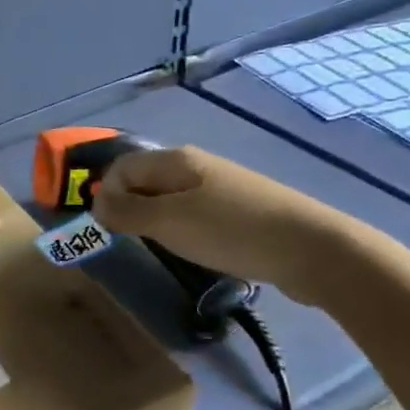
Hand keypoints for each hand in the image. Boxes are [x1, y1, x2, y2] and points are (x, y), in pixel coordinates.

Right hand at [90, 145, 364, 306]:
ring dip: (157, 220)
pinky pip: (196, 212)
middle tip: (133, 240)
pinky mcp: (241, 210)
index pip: (121, 167)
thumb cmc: (231, 231)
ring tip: (164, 247)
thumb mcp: (168, 222)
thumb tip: (96, 204)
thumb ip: (126, 212)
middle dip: (129, 207)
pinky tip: (198, 249)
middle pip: (145, 180)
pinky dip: (184, 228)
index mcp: (175, 160)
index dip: (106, 194)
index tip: (109, 228)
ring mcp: (222, 186)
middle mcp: (196, 165)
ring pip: (170, 197)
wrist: (314, 249)